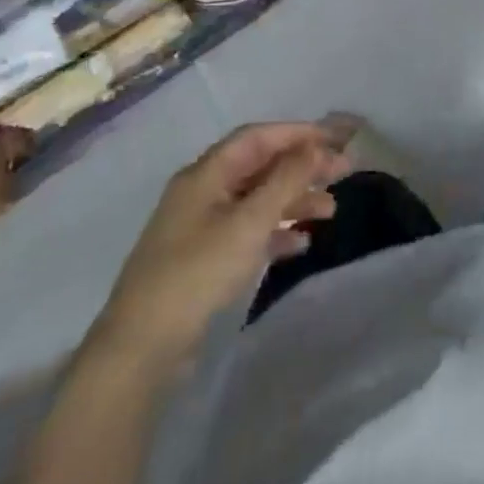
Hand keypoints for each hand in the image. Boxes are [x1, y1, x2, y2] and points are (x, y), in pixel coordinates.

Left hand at [93, 122, 348, 378]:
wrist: (141, 349)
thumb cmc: (198, 273)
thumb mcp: (249, 222)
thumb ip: (286, 180)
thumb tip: (317, 146)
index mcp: (206, 174)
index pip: (258, 137)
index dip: (298, 133)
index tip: (335, 140)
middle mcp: (203, 192)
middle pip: (260, 167)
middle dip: (302, 167)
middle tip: (343, 173)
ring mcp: (201, 227)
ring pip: (257, 200)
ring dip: (294, 200)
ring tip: (330, 211)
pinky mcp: (203, 260)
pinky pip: (247, 232)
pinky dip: (275, 232)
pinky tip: (300, 244)